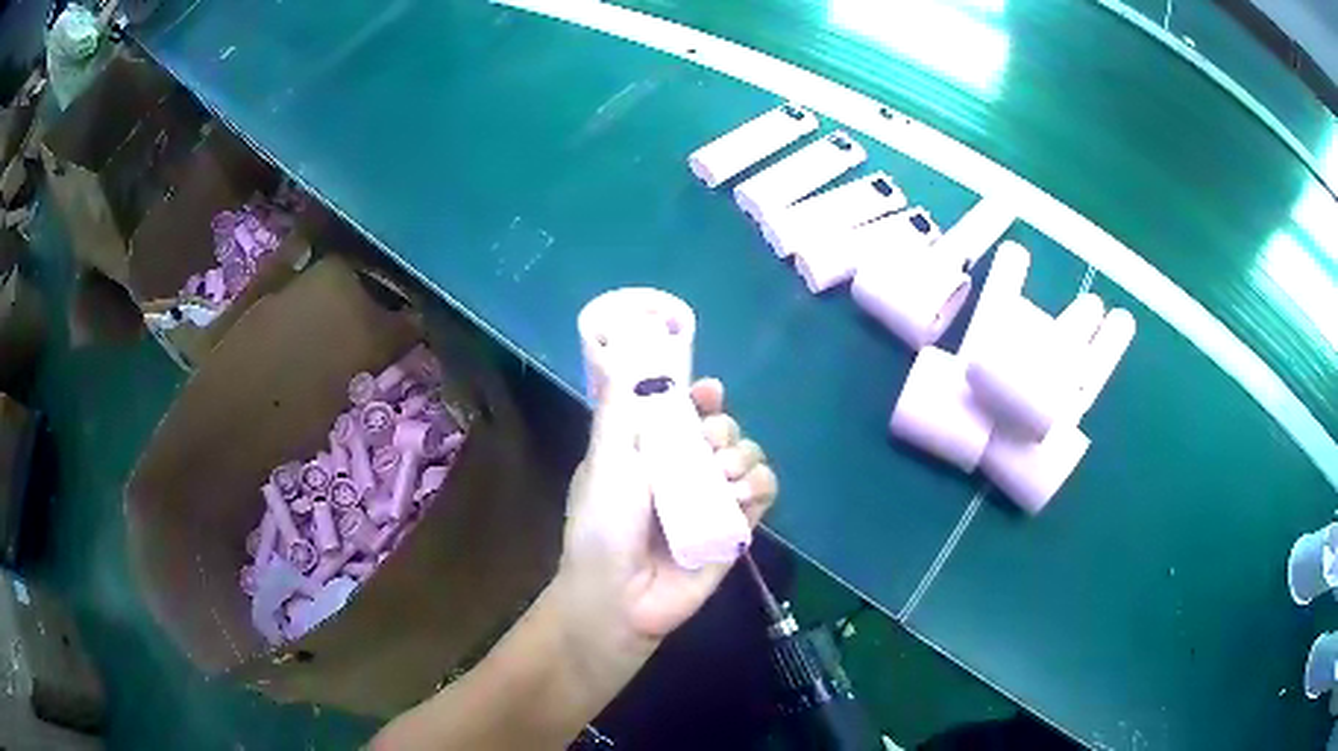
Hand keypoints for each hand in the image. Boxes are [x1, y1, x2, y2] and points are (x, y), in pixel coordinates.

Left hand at [547, 377, 777, 684]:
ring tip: (723, 475)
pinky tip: (739, 496)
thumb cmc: (602, 526)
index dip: (701, 397)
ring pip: (749, 456)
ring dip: (743, 455)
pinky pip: (763, 493)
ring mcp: (712, 500)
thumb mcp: (604, 463)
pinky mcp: (735, 528)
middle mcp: (684, 471)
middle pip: (724, 430)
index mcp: (650, 451)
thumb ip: (619, 413)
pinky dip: (758, 486)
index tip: (708, 392)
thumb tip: (626, 362)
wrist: (618, 596)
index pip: (685, 411)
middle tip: (708, 447)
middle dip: (722, 429)